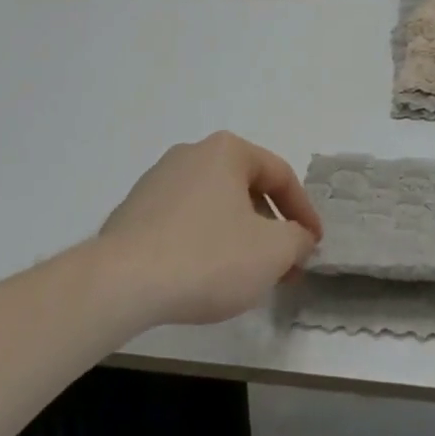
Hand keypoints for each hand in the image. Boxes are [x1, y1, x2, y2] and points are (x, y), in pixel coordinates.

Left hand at [98, 132, 322, 326]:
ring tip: (246, 276)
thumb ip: (297, 241)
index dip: (304, 213)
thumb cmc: (207, 257)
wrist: (119, 285)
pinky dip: (203, 244)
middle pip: (246, 190)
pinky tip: (204, 277)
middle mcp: (191, 154)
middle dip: (270, 228)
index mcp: (227, 150)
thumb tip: (298, 239)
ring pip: (215, 207)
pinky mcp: (132, 213)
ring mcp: (157, 181)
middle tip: (284, 266)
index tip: (314, 246)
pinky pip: (183, 223)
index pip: (280, 176)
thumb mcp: (272, 252)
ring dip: (238, 237)